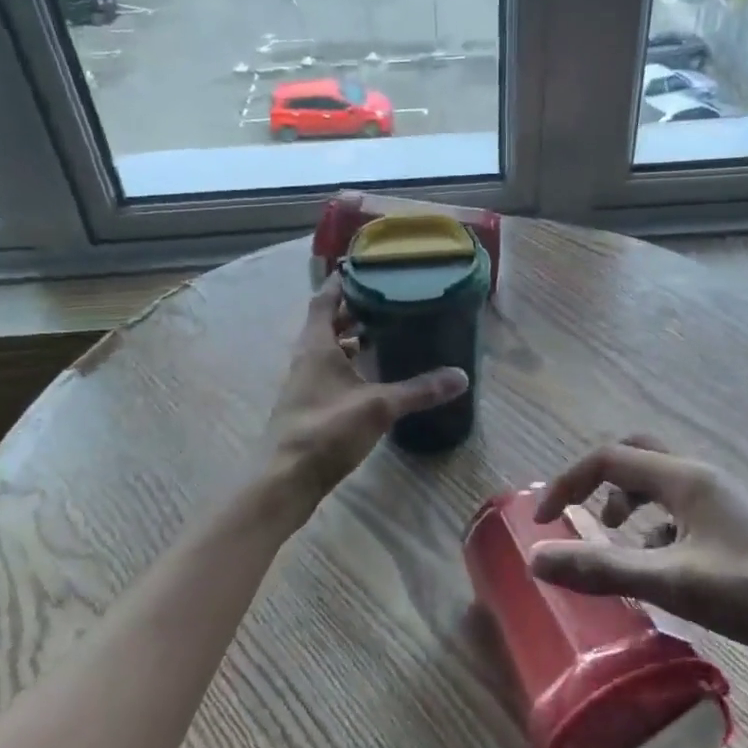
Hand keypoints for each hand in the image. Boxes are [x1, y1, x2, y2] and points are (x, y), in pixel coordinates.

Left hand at [265, 277, 468, 509]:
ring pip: (328, 350)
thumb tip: (461, 376)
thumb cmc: (326, 431)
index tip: (366, 268)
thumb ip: (419, 390)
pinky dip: (350, 367)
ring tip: (384, 335)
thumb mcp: (379, 407)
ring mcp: (304, 384)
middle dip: (353, 311)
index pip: (325, 299)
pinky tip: (373, 378)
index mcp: (316, 345)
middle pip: (327, 323)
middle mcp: (306, 358)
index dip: (343, 282)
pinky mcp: (309, 407)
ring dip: (351, 340)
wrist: (285, 479)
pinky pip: (330, 373)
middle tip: (387, 301)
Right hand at [530, 437, 747, 683]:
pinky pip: (684, 510)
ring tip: (615, 541)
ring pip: (663, 483)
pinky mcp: (742, 527)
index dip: (567, 482)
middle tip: (578, 515)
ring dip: (629, 502)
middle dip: (599, 481)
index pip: (609, 458)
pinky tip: (663, 566)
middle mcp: (705, 477)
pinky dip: (658, 527)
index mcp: (686, 478)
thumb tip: (536, 558)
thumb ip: (602, 569)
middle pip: (638, 455)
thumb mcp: (673, 583)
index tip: (542, 521)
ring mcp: (728, 501)